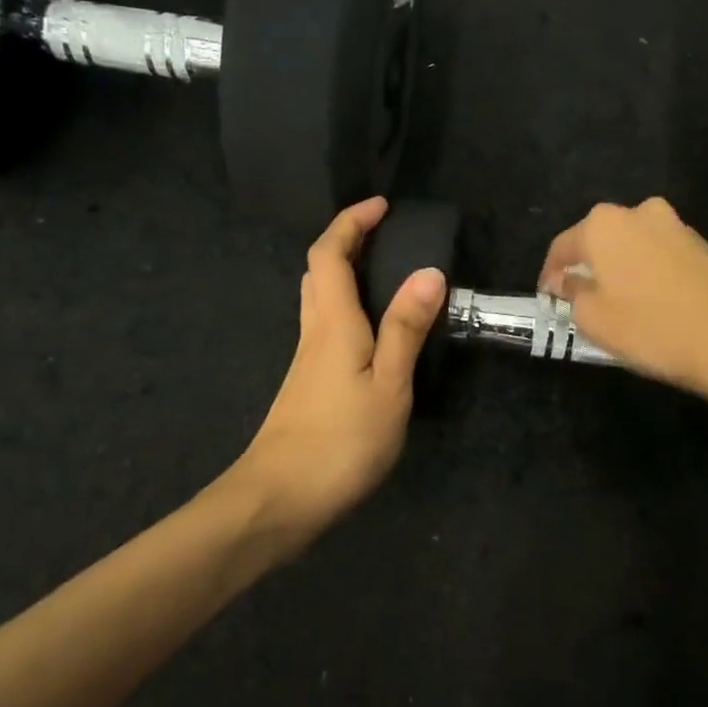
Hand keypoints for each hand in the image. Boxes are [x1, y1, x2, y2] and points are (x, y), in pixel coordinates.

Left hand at [232, 199, 445, 542]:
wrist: (278, 501)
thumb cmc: (340, 441)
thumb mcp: (388, 385)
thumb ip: (406, 328)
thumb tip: (429, 272)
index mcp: (332, 323)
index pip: (329, 254)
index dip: (350, 222)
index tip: (382, 205)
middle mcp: (314, 333)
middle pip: (319, 272)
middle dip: (347, 241)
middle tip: (385, 235)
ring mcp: (306, 361)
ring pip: (320, 300)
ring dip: (345, 273)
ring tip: (385, 273)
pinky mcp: (308, 385)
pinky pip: (326, 326)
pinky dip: (347, 307)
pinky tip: (373, 330)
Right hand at [538, 198, 707, 401]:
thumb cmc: (650, 326)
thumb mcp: (594, 319)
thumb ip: (573, 294)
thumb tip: (569, 281)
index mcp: (602, 224)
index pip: (562, 246)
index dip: (550, 274)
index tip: (548, 298)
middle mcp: (637, 212)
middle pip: (598, 239)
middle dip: (587, 266)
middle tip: (579, 299)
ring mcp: (673, 224)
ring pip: (630, 245)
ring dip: (618, 268)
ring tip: (615, 301)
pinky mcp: (700, 242)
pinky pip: (657, 253)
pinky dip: (646, 271)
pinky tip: (648, 300)